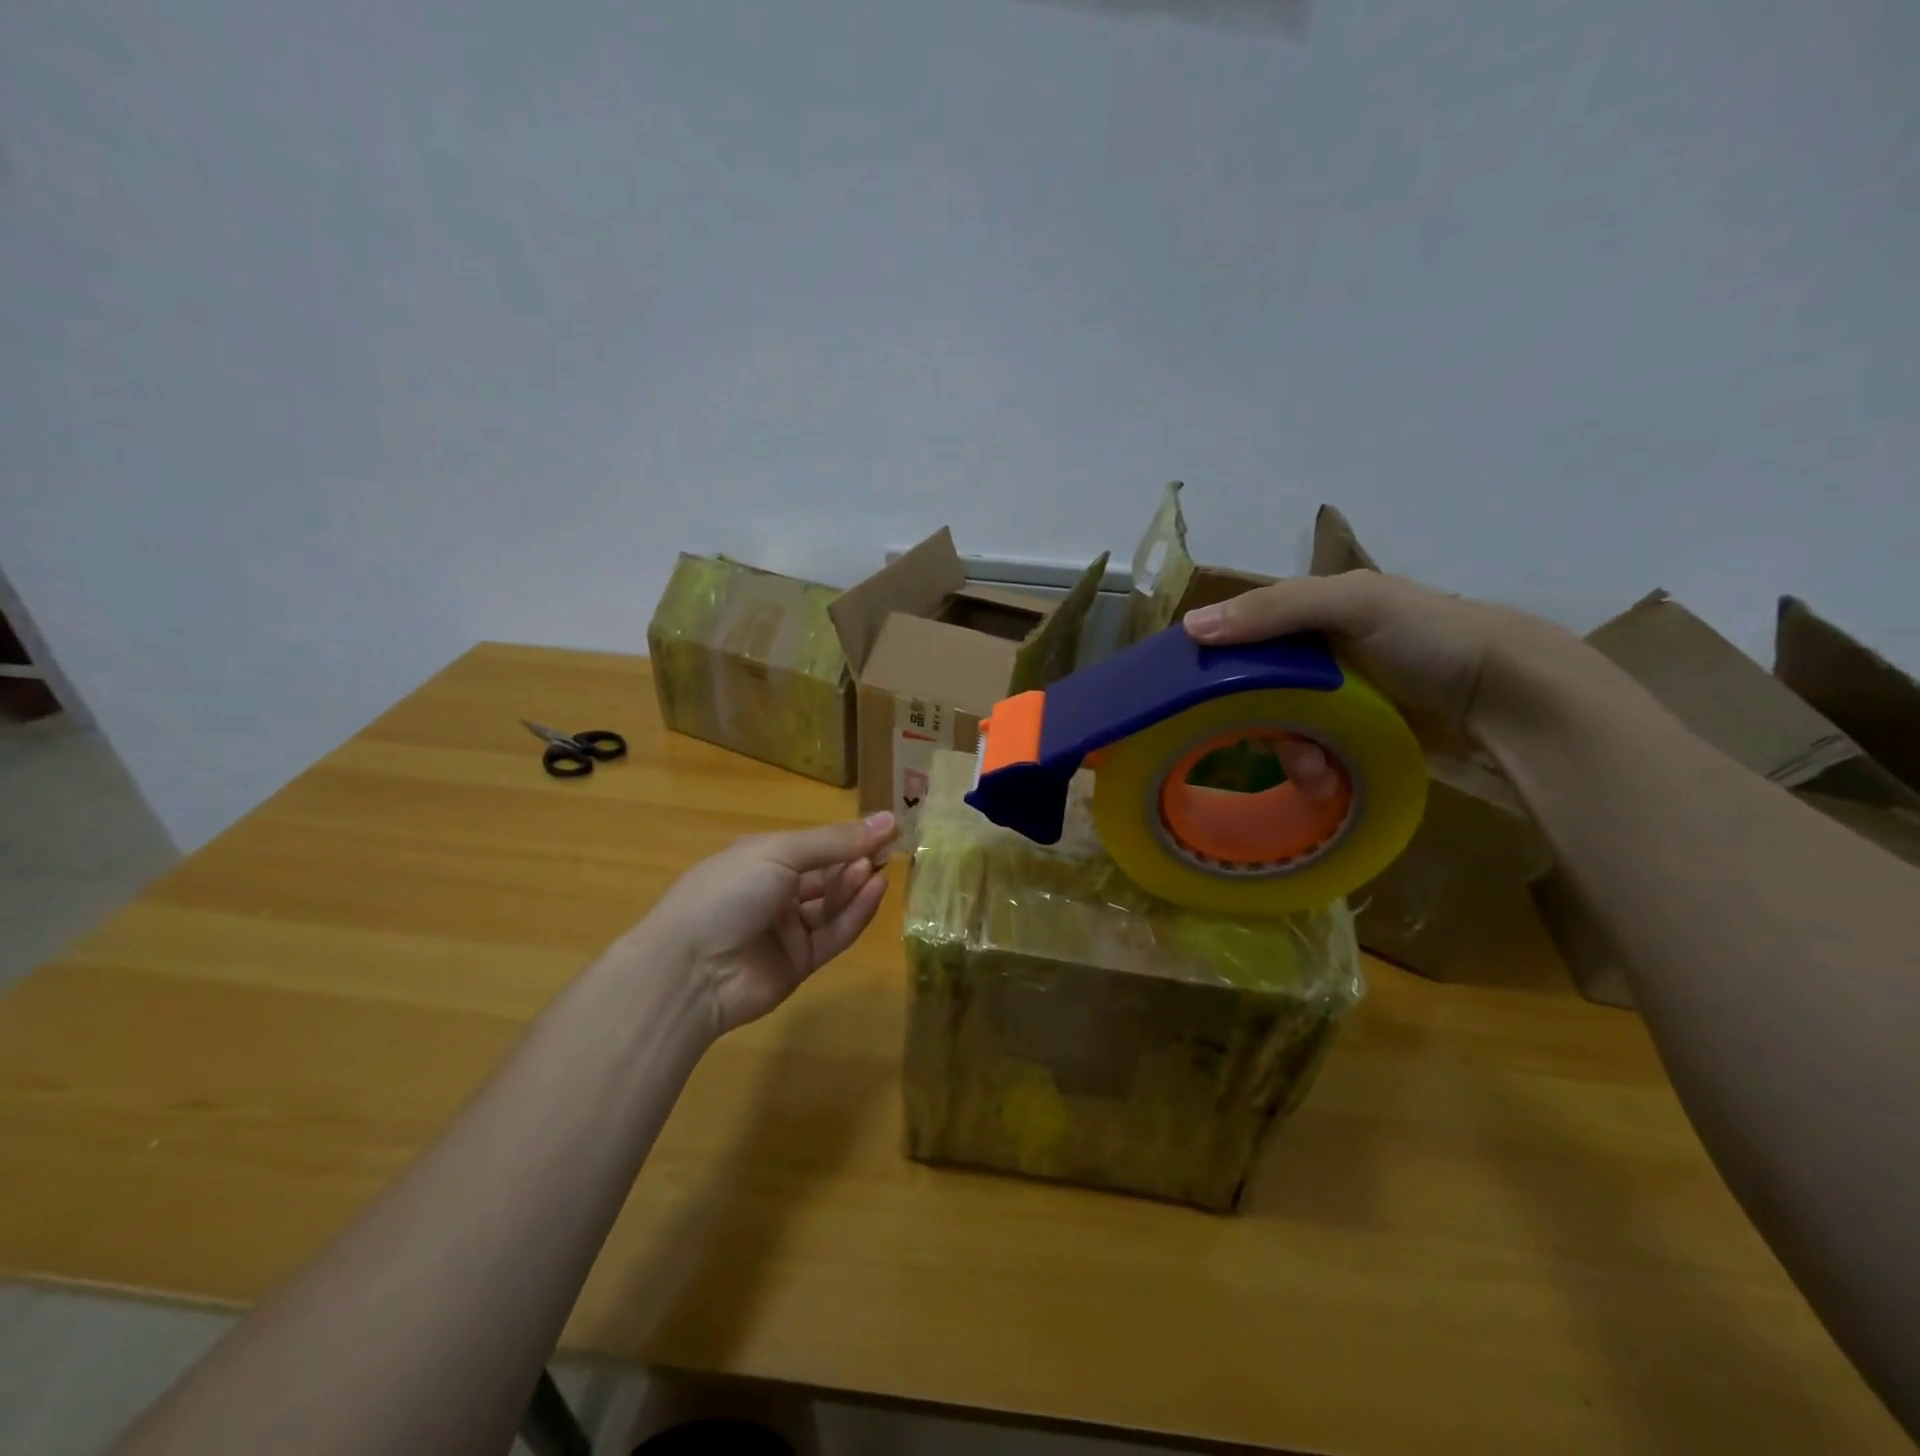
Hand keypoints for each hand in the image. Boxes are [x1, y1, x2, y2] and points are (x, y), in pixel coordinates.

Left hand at [644, 813, 899, 1035]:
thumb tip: (888, 819)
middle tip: (892, 848)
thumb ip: (836, 841)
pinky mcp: (800, 962)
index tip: (889, 826)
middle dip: (857, 859)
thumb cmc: (730, 892)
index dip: (850, 835)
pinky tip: (876, 891)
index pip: (816, 844)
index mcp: (761, 858)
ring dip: (856, 885)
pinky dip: (855, 913)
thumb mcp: (780, 853)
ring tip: (880, 869)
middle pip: (827, 873)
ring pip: (833, 903)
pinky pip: (834, 934)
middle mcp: (775, 891)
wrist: (690, 970)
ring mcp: (787, 929)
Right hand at [1183, 571, 1591, 757]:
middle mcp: (1315, 653)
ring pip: (1282, 727)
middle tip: (1272, 747)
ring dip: (1289, 754)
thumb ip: (1275, 608)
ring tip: (1315, 775)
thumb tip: (1192, 626)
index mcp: (1310, 613)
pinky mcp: (1355, 732)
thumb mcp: (1355, 602)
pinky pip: (1312, 752)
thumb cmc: (1431, 635)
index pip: (1241, 636)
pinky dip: (1314, 769)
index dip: (1217, 665)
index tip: (1199, 702)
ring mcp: (1336, 696)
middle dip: (1259, 724)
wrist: (1512, 693)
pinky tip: (1328, 782)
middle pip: (1256, 691)